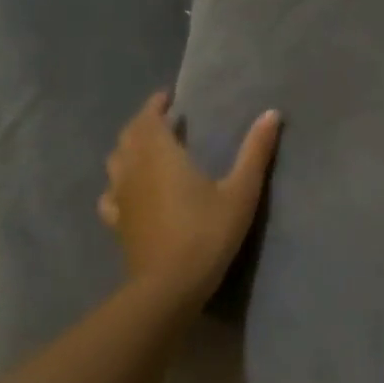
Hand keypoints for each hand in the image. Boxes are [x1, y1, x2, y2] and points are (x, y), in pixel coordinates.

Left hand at [98, 92, 279, 313]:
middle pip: (128, 136)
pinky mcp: (117, 223)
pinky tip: (129, 191)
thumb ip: (255, 152)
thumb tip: (272, 114)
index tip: (168, 97)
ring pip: (115, 162)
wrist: (169, 285)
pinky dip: (119, 182)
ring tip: (147, 149)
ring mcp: (120, 197)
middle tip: (163, 119)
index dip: (156, 105)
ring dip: (129, 148)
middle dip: (143, 123)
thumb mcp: (241, 191)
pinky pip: (111, 193)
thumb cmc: (207, 232)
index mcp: (161, 155)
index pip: (148, 119)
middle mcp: (133, 170)